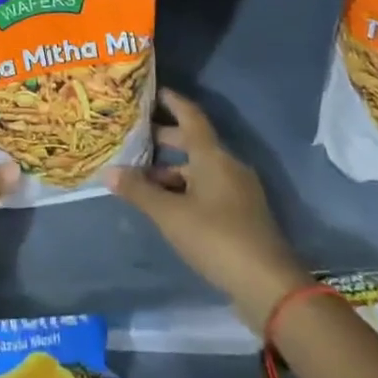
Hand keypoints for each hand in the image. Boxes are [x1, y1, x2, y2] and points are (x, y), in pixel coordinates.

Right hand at [107, 87, 309, 331]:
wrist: (269, 286)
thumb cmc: (217, 238)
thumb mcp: (170, 215)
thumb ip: (139, 192)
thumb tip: (109, 172)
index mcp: (213, 156)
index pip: (190, 116)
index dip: (171, 101)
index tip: (151, 91)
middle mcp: (227, 166)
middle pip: (192, 143)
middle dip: (163, 138)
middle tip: (133, 137)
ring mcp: (238, 191)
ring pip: (199, 169)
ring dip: (171, 170)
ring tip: (140, 177)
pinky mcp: (241, 215)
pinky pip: (207, 189)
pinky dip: (185, 189)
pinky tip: (165, 205)